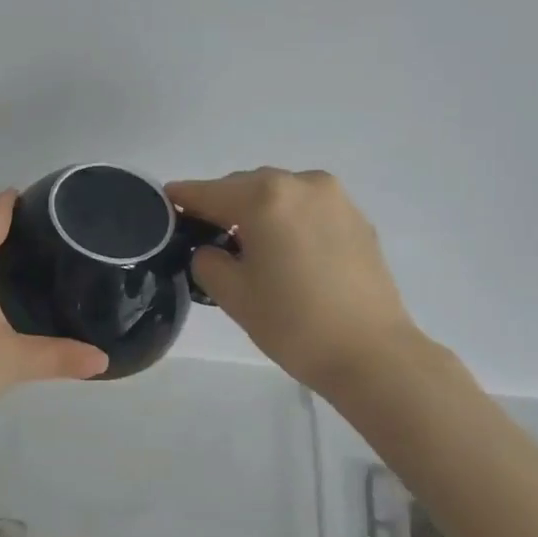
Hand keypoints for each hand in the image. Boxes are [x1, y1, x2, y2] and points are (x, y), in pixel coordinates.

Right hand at [166, 168, 421, 394]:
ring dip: (258, 210)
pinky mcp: (357, 217)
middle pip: (246, 186)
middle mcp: (301, 183)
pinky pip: (308, 208)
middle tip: (208, 237)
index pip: (209, 192)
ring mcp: (334, 197)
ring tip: (251, 246)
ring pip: (279, 193)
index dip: (183, 198)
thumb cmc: (294, 323)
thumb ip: (207, 260)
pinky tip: (287, 251)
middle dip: (223, 205)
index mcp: (265, 197)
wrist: (372, 353)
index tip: (165, 202)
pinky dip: (289, 219)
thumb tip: (210, 249)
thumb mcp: (233, 294)